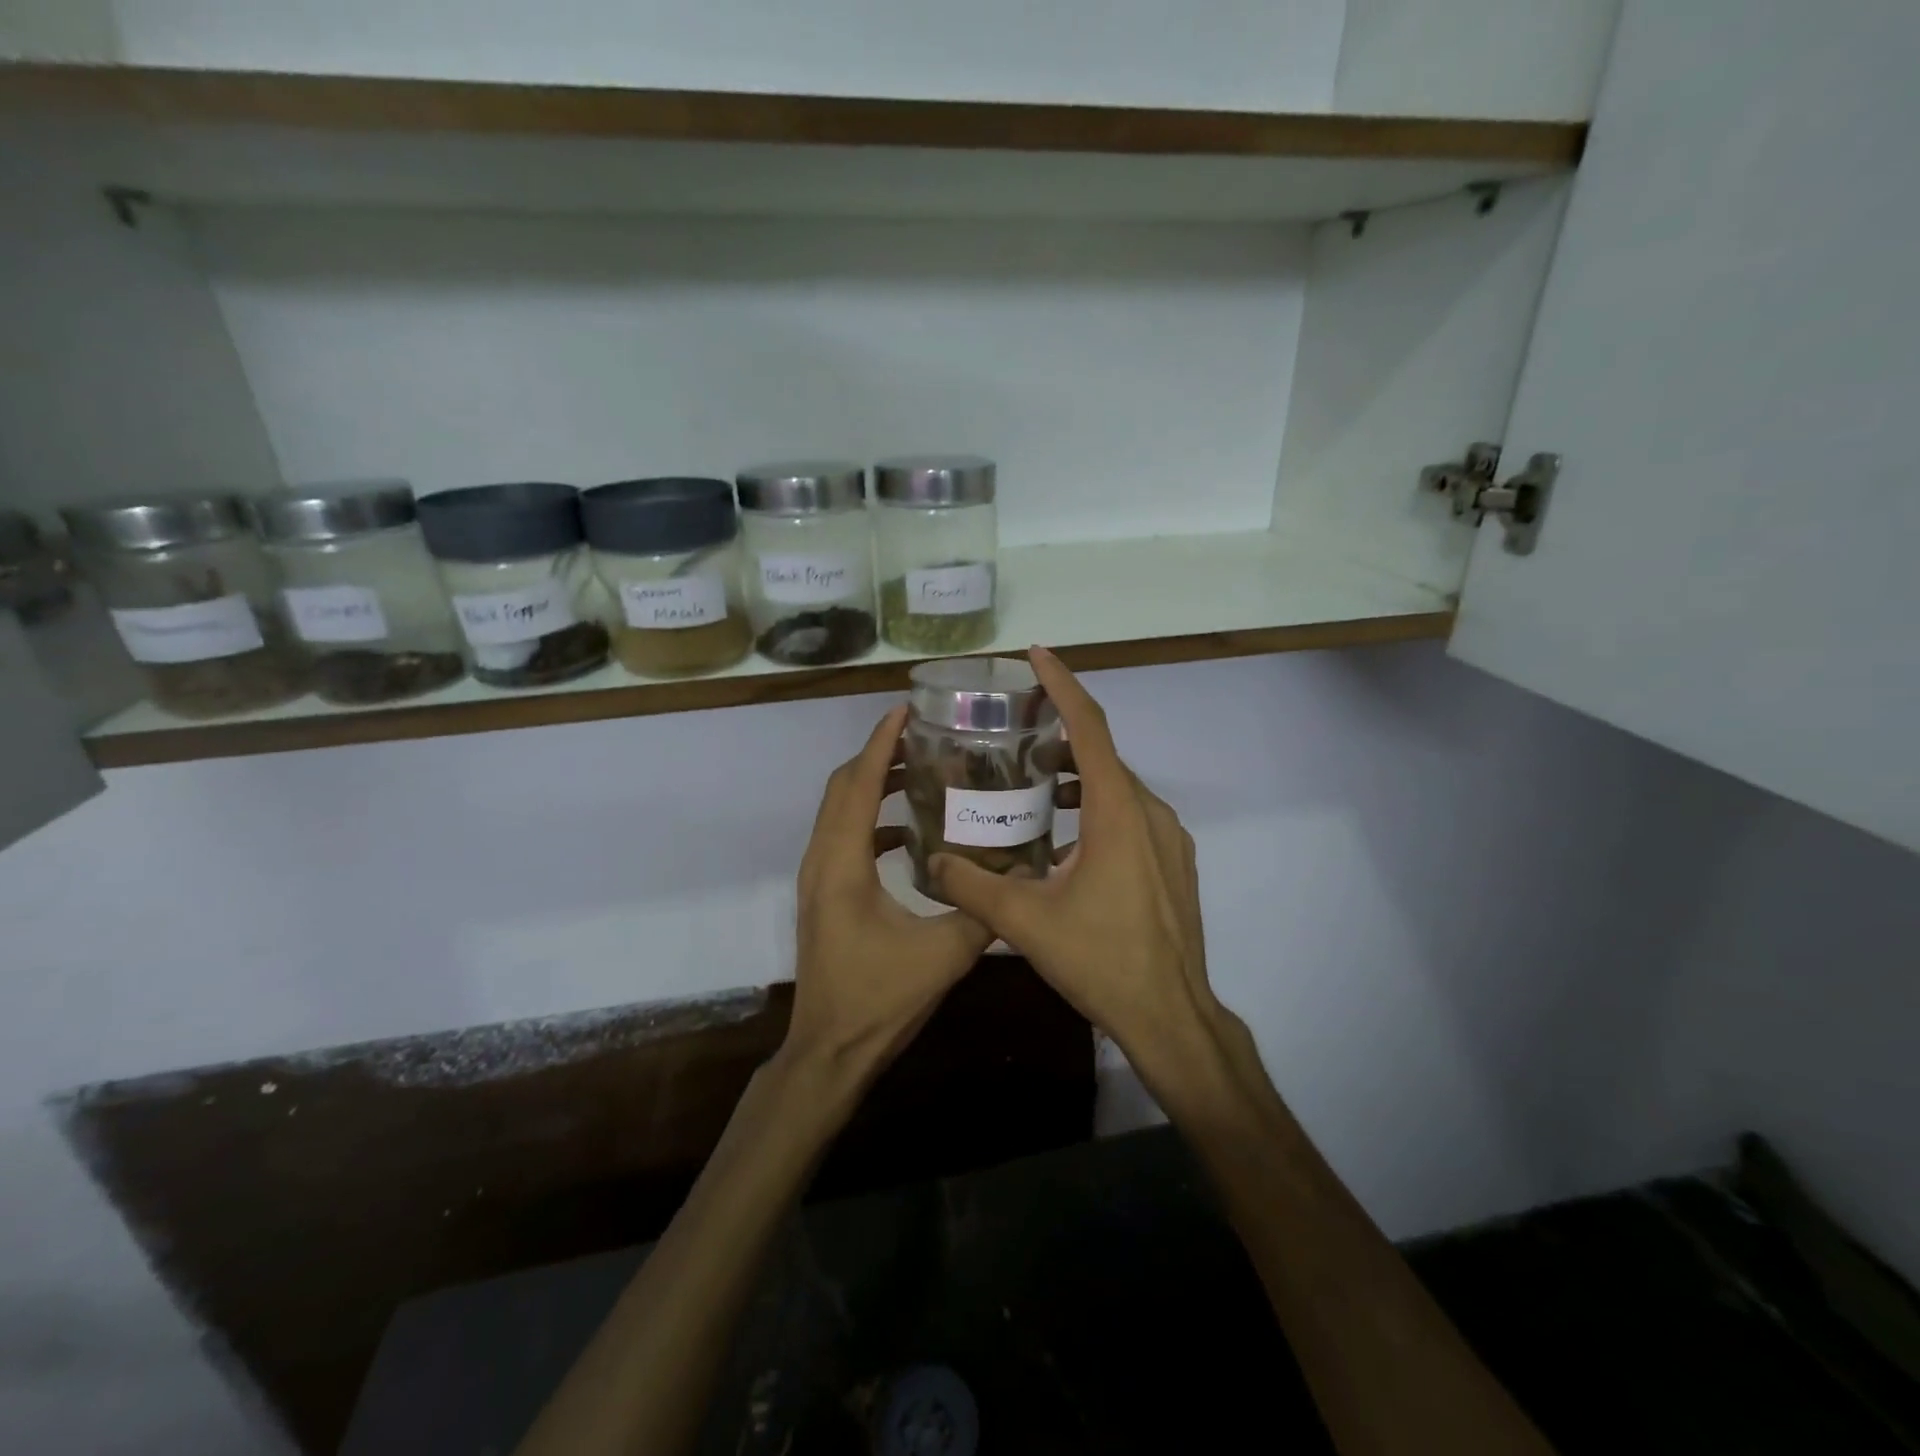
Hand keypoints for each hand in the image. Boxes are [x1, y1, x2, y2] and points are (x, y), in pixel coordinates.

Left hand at [782, 705, 997, 1081]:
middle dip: (879, 754)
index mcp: (843, 864)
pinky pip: (843, 835)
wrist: (829, 1050)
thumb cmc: (879, 1000)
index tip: (906, 710)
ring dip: (873, 783)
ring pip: (838, 809)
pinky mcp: (824, 893)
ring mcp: (817, 877)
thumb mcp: (943, 955)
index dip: (881, 743)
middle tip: (924, 736)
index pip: (860, 784)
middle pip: (842, 786)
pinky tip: (908, 829)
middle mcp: (822, 860)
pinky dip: (871, 817)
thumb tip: (1019, 874)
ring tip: (920, 770)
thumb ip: (981, 910)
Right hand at [929, 648, 1229, 1095]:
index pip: (1089, 728)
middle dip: (1060, 732)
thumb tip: (932, 862)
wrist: (1171, 1016)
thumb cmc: (1101, 960)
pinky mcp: (1173, 862)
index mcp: (1116, 812)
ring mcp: (1168, 838)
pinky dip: (1096, 805)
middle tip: (1014, 728)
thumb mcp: (1025, 922)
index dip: (1062, 685)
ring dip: (1077, 774)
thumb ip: (972, 886)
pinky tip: (1063, 835)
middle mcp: (1148, 812)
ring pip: (1117, 787)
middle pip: (1102, 753)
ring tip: (1031, 780)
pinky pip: (1130, 814)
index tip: (1036, 655)